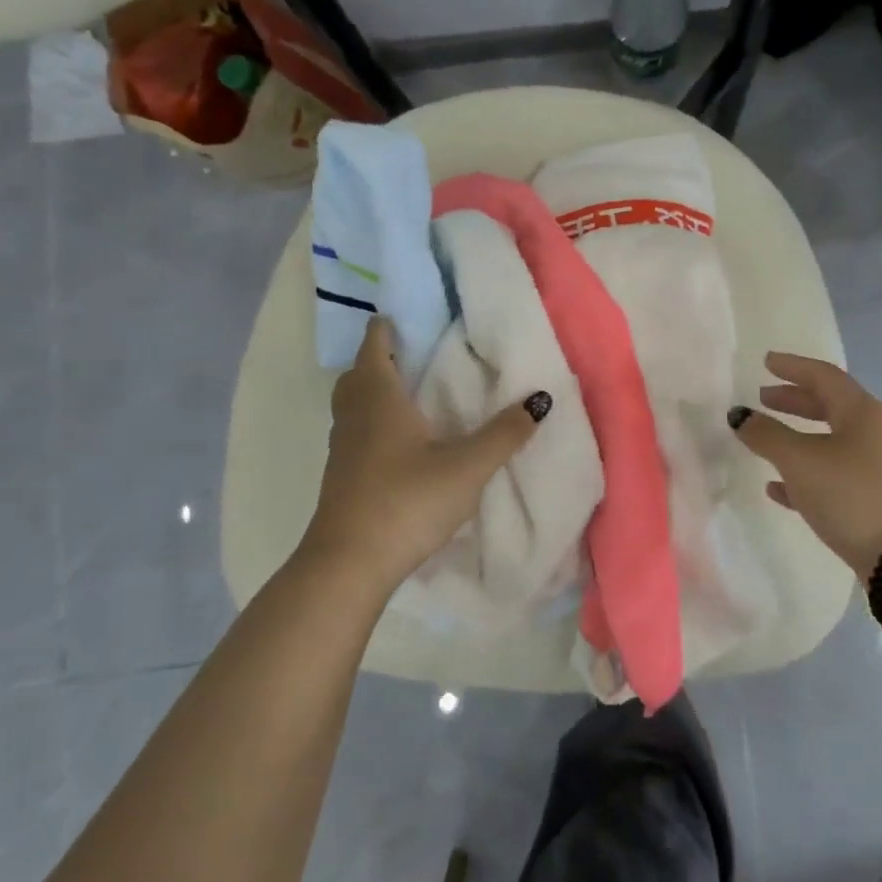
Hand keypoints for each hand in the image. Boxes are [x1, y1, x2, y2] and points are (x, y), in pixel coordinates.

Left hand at [304, 316, 550, 593]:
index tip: (414, 316)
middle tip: (418, 354)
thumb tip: (540, 399)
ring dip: (374, 390)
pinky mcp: (341, 476)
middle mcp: (354, 414)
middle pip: (359, 371)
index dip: (389, 325)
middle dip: (382, 356)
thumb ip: (505, 433)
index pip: (374, 343)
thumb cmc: (407, 501)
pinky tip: (402, 442)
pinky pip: (355, 431)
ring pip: (353, 403)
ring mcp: (342, 447)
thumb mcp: (468, 467)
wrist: (349, 565)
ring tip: (413, 394)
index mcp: (379, 397)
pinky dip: (373, 422)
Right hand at [730, 352, 881, 577]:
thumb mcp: (800, 460)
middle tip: (764, 397)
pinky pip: (830, 474)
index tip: (766, 361)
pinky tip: (776, 487)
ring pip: (828, 440)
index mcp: (859, 411)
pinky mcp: (870, 498)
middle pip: (828, 405)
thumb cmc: (850, 493)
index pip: (823, 376)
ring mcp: (873, 466)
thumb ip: (766, 435)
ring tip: (764, 439)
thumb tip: (739, 415)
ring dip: (796, 436)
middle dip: (794, 400)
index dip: (793, 367)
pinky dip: (803, 472)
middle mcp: (871, 432)